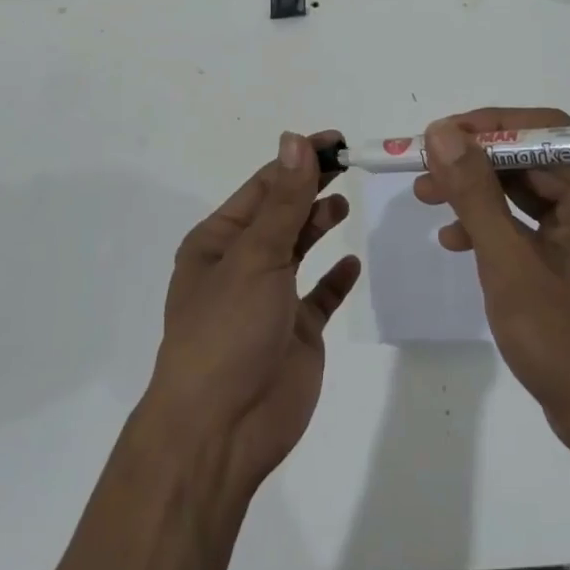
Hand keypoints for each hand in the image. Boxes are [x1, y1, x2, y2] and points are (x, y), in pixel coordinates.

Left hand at [148, 131, 361, 490]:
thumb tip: (295, 141)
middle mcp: (241, 265)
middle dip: (311, 187)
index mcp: (218, 241)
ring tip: (343, 204)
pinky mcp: (296, 333)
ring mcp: (269, 300)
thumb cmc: (228, 329)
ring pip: (298, 249)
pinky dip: (334, 278)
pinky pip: (319, 296)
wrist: (222, 429)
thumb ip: (284, 200)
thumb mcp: (255, 254)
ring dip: (318, 224)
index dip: (298, 160)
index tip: (334, 140)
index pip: (264, 186)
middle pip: (282, 214)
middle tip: (350, 163)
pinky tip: (351, 262)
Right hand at [416, 109, 569, 459]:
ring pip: (527, 188)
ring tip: (425, 196)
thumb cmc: (565, 344)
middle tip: (422, 167)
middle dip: (475, 163)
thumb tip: (441, 132)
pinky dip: (494, 223)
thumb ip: (475, 193)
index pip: (545, 133)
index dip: (486, 127)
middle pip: (533, 158)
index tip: (436, 135)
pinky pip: (532, 220)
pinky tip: (455, 239)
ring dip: (477, 192)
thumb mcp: (509, 263)